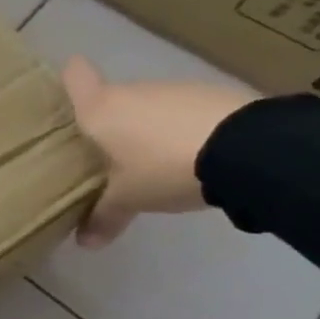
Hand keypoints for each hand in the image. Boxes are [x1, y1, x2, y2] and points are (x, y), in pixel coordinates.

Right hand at [62, 56, 256, 247]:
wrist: (249, 149)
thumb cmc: (163, 166)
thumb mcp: (130, 199)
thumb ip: (104, 216)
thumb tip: (84, 243)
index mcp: (100, 108)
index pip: (75, 75)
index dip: (70, 81)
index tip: (71, 96)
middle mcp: (132, 90)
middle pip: (112, 97)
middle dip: (112, 123)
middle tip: (112, 156)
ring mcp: (174, 90)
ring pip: (150, 106)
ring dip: (151, 128)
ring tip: (159, 162)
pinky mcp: (214, 95)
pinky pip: (185, 112)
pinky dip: (184, 129)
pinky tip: (197, 157)